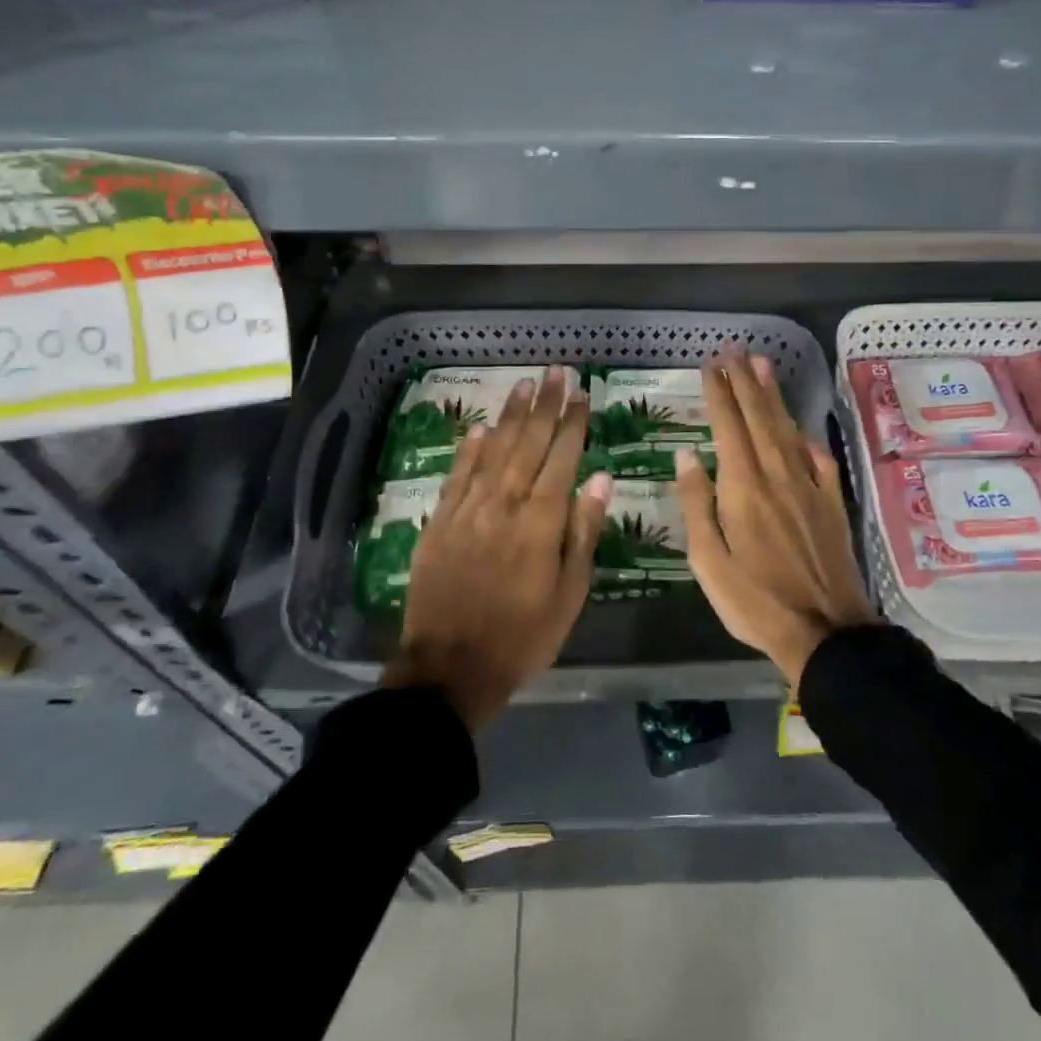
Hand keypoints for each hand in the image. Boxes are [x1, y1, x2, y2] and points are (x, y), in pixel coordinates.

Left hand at [381, 367, 610, 730]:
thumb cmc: (523, 635)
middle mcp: (503, 504)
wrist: (451, 667)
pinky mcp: (441, 522)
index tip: (582, 394)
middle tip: (556, 372)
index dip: (573, 423)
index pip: (561, 458)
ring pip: (493, 451)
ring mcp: (468, 510)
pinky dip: (470, 449)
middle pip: (528, 444)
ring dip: (510, 416)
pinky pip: (458, 476)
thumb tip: (599, 479)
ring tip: (524, 385)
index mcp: (540, 521)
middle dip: (545, 405)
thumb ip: (583, 532)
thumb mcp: (569, 593)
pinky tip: (481, 428)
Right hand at [674, 354, 874, 685]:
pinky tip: (800, 430)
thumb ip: (696, 504)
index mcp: (743, 488)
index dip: (719, 393)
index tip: (711, 366)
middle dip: (745, 383)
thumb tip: (687, 456)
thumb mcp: (707, 560)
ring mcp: (808, 488)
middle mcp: (777, 476)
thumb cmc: (754, 601)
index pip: (728, 427)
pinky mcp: (830, 504)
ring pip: (787, 431)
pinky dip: (806, 438)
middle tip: (735, 352)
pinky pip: (817, 460)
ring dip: (773, 397)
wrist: (826, 631)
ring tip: (762, 367)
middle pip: (759, 419)